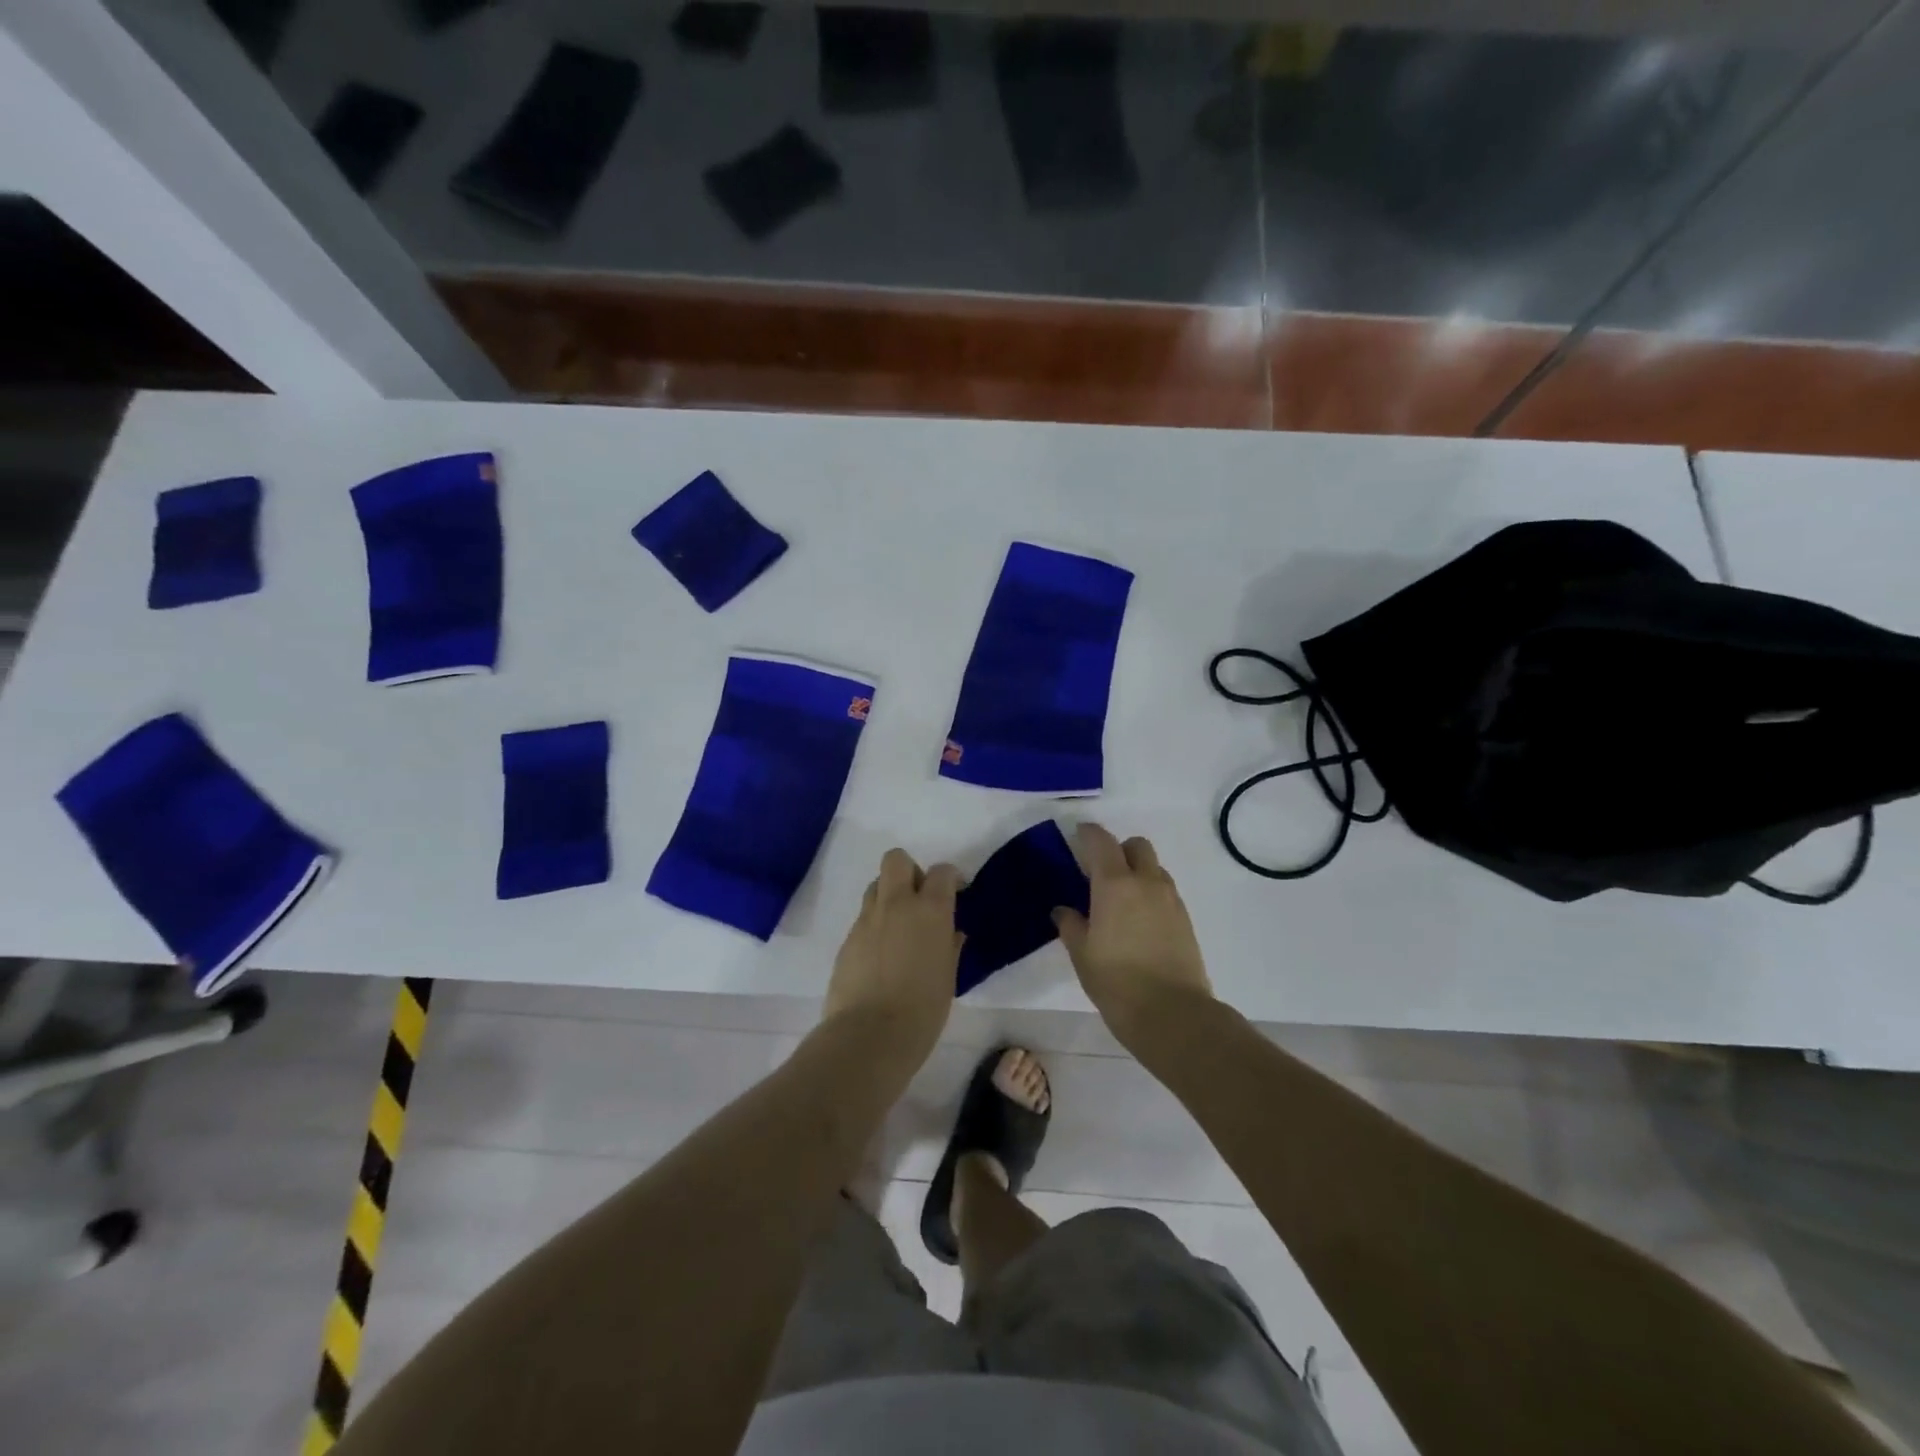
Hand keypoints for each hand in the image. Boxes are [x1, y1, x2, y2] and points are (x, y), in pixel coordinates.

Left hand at [822, 848, 962, 1073]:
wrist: (870, 1035)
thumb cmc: (923, 1010)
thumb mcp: (948, 977)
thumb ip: (949, 946)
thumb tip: (951, 932)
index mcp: (930, 911)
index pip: (941, 872)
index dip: (950, 878)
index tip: (955, 892)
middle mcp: (897, 904)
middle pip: (897, 860)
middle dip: (910, 871)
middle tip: (919, 899)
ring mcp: (867, 920)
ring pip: (875, 886)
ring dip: (889, 896)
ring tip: (898, 926)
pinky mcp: (847, 939)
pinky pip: (863, 917)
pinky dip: (874, 925)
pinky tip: (881, 954)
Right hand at [1053, 824, 1212, 1044]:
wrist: (1173, 1014)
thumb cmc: (1116, 981)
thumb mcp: (1081, 954)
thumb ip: (1071, 925)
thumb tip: (1063, 910)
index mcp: (1115, 883)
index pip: (1101, 841)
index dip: (1088, 833)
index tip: (1077, 835)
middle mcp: (1146, 882)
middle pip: (1136, 846)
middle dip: (1119, 850)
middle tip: (1100, 873)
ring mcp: (1170, 900)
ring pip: (1154, 869)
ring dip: (1137, 872)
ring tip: (1120, 901)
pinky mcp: (1185, 920)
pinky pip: (1165, 892)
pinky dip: (1151, 895)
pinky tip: (1138, 922)